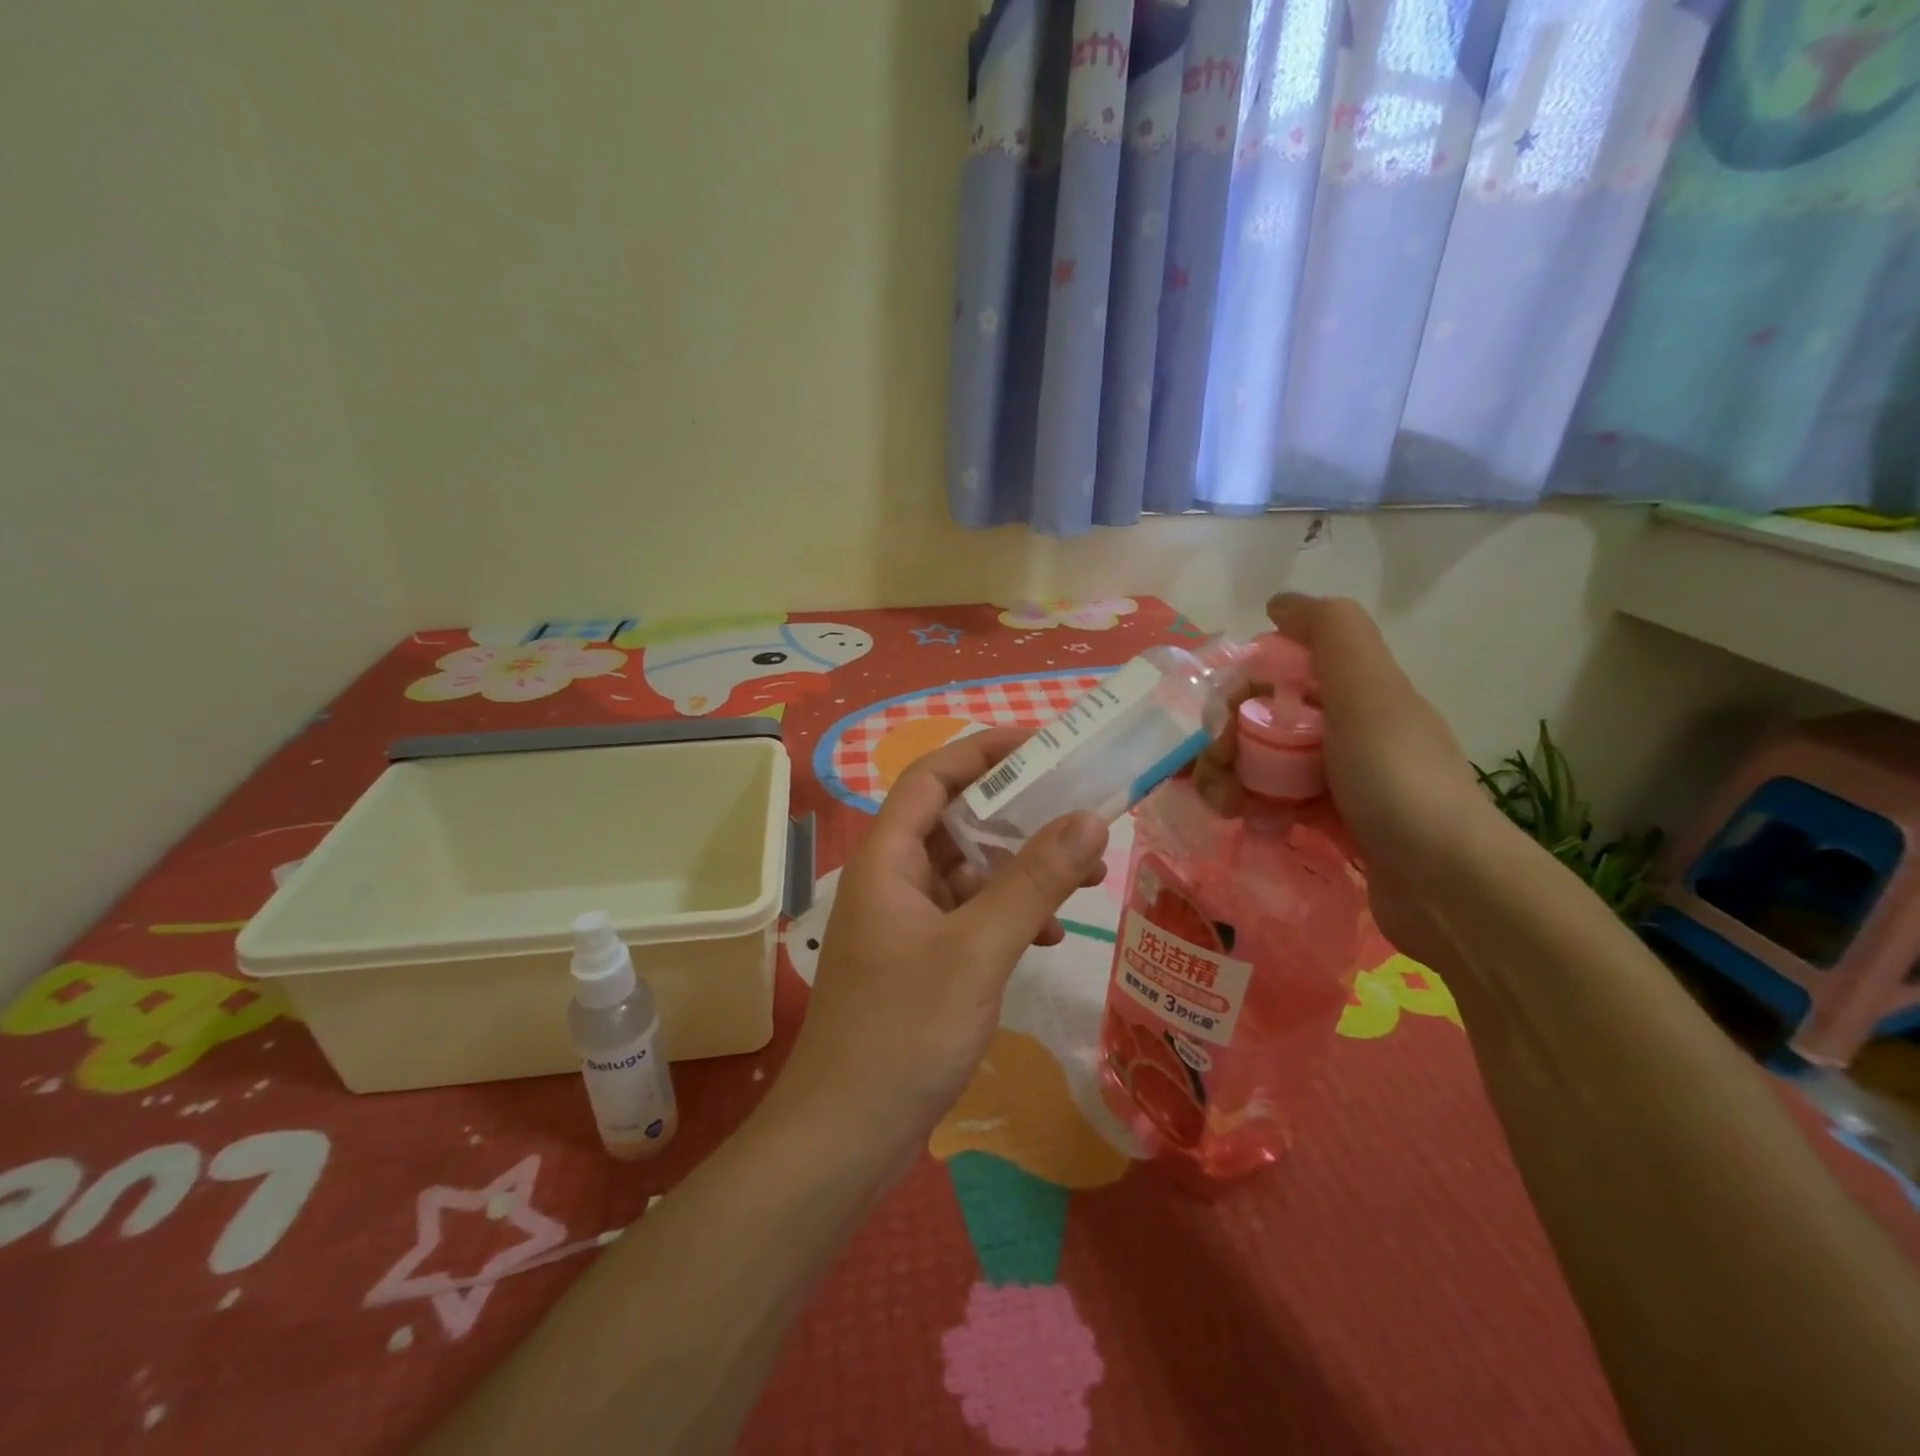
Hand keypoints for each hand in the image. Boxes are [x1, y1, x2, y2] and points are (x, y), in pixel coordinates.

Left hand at [774, 727, 1109, 1169]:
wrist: (845, 1136)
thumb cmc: (903, 1032)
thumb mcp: (977, 950)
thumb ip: (1033, 882)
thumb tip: (1089, 818)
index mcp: (888, 859)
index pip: (933, 777)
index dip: (984, 750)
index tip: (1043, 743)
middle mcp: (892, 879)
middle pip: (957, 821)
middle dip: (1020, 816)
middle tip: (1081, 815)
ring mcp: (905, 922)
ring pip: (969, 873)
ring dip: (1022, 870)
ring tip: (1084, 877)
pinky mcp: (919, 961)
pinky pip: (970, 917)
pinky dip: (1008, 917)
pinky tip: (1048, 937)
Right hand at [1194, 593, 1496, 970]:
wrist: (1449, 888)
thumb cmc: (1397, 782)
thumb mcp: (1369, 693)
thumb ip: (1330, 634)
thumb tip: (1279, 602)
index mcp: (1355, 693)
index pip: (1273, 677)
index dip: (1236, 696)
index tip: (1219, 730)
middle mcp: (1347, 730)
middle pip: (1260, 723)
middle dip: (1224, 744)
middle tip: (1215, 775)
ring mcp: (1340, 780)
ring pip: (1263, 765)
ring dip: (1230, 780)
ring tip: (1225, 809)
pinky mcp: (1333, 825)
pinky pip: (1276, 804)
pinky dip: (1256, 811)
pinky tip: (1254, 827)